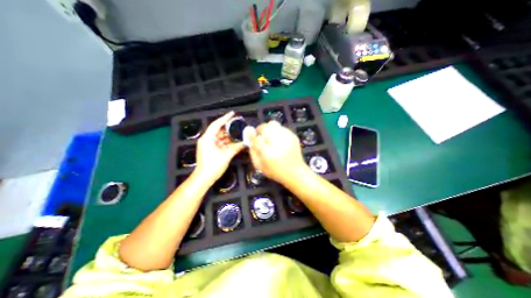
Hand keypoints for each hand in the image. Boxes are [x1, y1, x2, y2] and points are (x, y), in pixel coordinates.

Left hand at [195, 111, 245, 185]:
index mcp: (207, 138)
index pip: (216, 124)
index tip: (233, 113)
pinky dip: (227, 142)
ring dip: (229, 136)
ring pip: (220, 137)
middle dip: (228, 128)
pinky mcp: (211, 149)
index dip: (225, 118)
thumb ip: (236, 147)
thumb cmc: (213, 166)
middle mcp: (207, 139)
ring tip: (239, 132)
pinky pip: (220, 142)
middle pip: (219, 130)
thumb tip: (246, 142)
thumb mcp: (226, 156)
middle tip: (238, 124)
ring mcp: (208, 145)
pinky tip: (234, 141)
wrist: (204, 178)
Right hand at [248, 121, 309, 182]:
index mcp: (268, 153)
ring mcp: (287, 137)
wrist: (295, 173)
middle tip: (261, 136)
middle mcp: (278, 142)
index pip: (257, 138)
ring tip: (271, 139)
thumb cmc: (275, 171)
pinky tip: (279, 141)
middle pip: (267, 126)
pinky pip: (281, 128)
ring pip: (274, 124)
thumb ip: (253, 151)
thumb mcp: (260, 165)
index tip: (250, 134)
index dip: (252, 134)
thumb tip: (249, 138)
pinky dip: (277, 132)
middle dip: (262, 129)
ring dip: (269, 130)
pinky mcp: (293, 136)